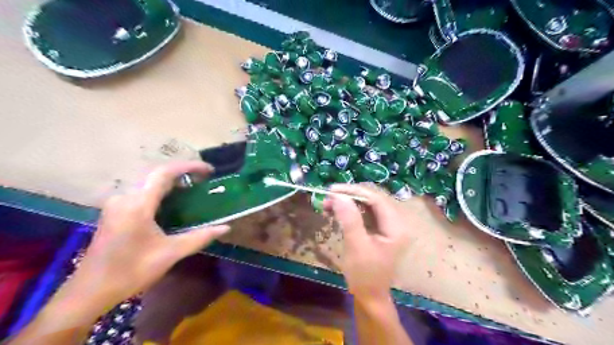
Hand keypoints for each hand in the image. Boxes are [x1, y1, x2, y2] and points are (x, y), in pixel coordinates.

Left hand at [72, 161, 229, 306]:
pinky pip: (142, 191)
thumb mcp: (170, 253)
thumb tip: (226, 228)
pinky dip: (161, 190)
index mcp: (138, 204)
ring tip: (193, 187)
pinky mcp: (115, 210)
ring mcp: (117, 203)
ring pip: (149, 182)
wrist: (89, 292)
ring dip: (172, 181)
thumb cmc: (131, 271)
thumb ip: (200, 237)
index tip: (209, 170)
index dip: (189, 167)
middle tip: (205, 180)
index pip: (165, 173)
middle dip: (183, 173)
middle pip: (157, 174)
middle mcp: (125, 197)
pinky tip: (173, 201)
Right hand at [326, 184, 411, 299]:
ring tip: (328, 204)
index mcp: (396, 227)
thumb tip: (338, 196)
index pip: (376, 199)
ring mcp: (388, 225)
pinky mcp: (379, 229)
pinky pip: (365, 213)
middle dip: (349, 196)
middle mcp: (396, 222)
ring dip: (348, 202)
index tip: (332, 190)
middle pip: (373, 199)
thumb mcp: (356, 247)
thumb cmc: (364, 275)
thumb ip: (349, 220)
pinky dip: (350, 210)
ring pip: (367, 204)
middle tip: (328, 197)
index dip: (354, 191)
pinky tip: (336, 211)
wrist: (369, 297)